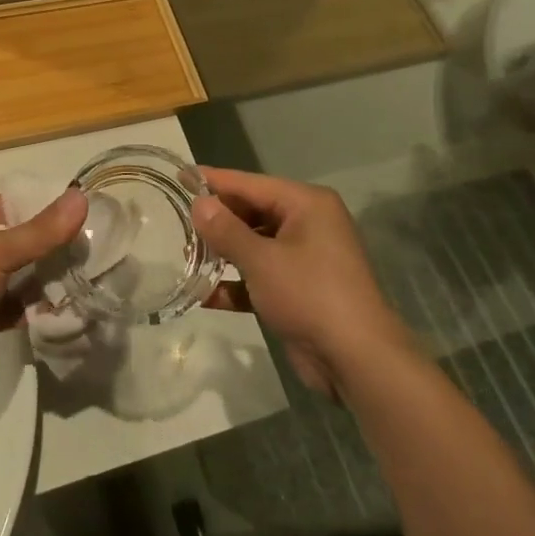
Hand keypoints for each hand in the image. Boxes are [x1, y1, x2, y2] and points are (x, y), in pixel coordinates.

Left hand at [0, 188, 87, 410]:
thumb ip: (41, 231)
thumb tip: (81, 198)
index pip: (3, 205)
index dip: (38, 213)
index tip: (76, 226)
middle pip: (8, 240)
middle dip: (43, 251)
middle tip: (83, 258)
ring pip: (7, 276)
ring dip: (37, 282)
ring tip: (78, 285)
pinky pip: (2, 305)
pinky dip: (25, 308)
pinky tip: (56, 312)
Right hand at [195, 168, 409, 397]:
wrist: (357, 360)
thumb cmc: (310, 295)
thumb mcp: (262, 260)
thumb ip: (226, 230)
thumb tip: (199, 203)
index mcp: (306, 204)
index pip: (250, 184)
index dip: (214, 181)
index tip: (180, 175)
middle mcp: (308, 224)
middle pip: (252, 212)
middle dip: (217, 221)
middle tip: (177, 221)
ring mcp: (306, 258)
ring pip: (255, 245)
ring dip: (224, 254)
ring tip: (185, 257)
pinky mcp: (301, 289)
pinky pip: (262, 275)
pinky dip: (238, 283)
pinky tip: (205, 296)